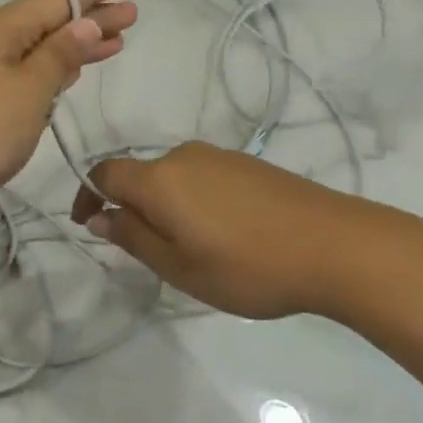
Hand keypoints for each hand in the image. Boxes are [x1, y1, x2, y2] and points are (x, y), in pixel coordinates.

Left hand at [0, 0, 136, 219]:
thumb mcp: (28, 90)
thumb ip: (59, 56)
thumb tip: (84, 23)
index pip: (55, 1)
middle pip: (46, 23)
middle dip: (89, 20)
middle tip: (130, 15)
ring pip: (34, 48)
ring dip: (72, 46)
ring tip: (111, 43)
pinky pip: (20, 71)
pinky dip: (48, 70)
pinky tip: (65, 75)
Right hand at [70, 142, 422, 319]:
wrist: (335, 244)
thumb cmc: (247, 266)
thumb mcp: (180, 266)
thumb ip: (133, 237)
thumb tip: (99, 215)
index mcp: (159, 178)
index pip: (105, 172)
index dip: (87, 195)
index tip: (88, 225)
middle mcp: (184, 156)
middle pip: (140, 174)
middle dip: (131, 207)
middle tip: (146, 252)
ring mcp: (220, 157)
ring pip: (173, 177)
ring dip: (165, 206)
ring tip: (188, 249)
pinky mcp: (248, 165)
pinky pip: (202, 178)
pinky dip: (193, 201)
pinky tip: (222, 234)